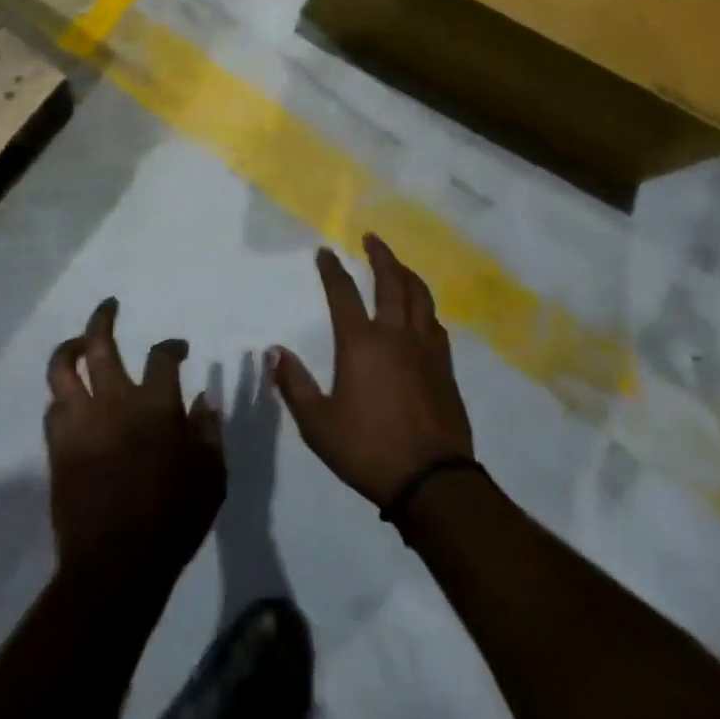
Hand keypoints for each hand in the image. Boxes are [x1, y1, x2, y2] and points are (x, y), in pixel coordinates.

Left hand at [45, 298, 224, 581]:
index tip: (179, 349)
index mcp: (155, 405)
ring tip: (79, 343)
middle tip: (109, 306)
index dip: (172, 346)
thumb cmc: (173, 520)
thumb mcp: (211, 476)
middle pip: (100, 343)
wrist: (115, 568)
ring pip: (62, 369)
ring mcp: (81, 422)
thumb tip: (202, 399)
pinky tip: (71, 399)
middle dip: (103, 317)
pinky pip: (52, 408)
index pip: (162, 356)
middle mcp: (114, 402)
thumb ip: (207, 432)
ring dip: (70, 348)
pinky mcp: (58, 448)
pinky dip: (62, 396)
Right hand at [269, 235, 473, 505]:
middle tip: (371, 238)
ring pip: (419, 296)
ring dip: (406, 273)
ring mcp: (425, 348)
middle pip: (390, 280)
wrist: (432, 480)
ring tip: (398, 265)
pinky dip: (425, 306)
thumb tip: (274, 352)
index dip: (332, 269)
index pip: (343, 293)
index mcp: (361, 343)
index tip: (324, 252)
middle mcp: (395, 334)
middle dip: (380, 255)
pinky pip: (435, 322)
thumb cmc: (368, 450)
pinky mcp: (445, 365)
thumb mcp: (318, 424)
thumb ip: (295, 385)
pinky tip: (422, 311)